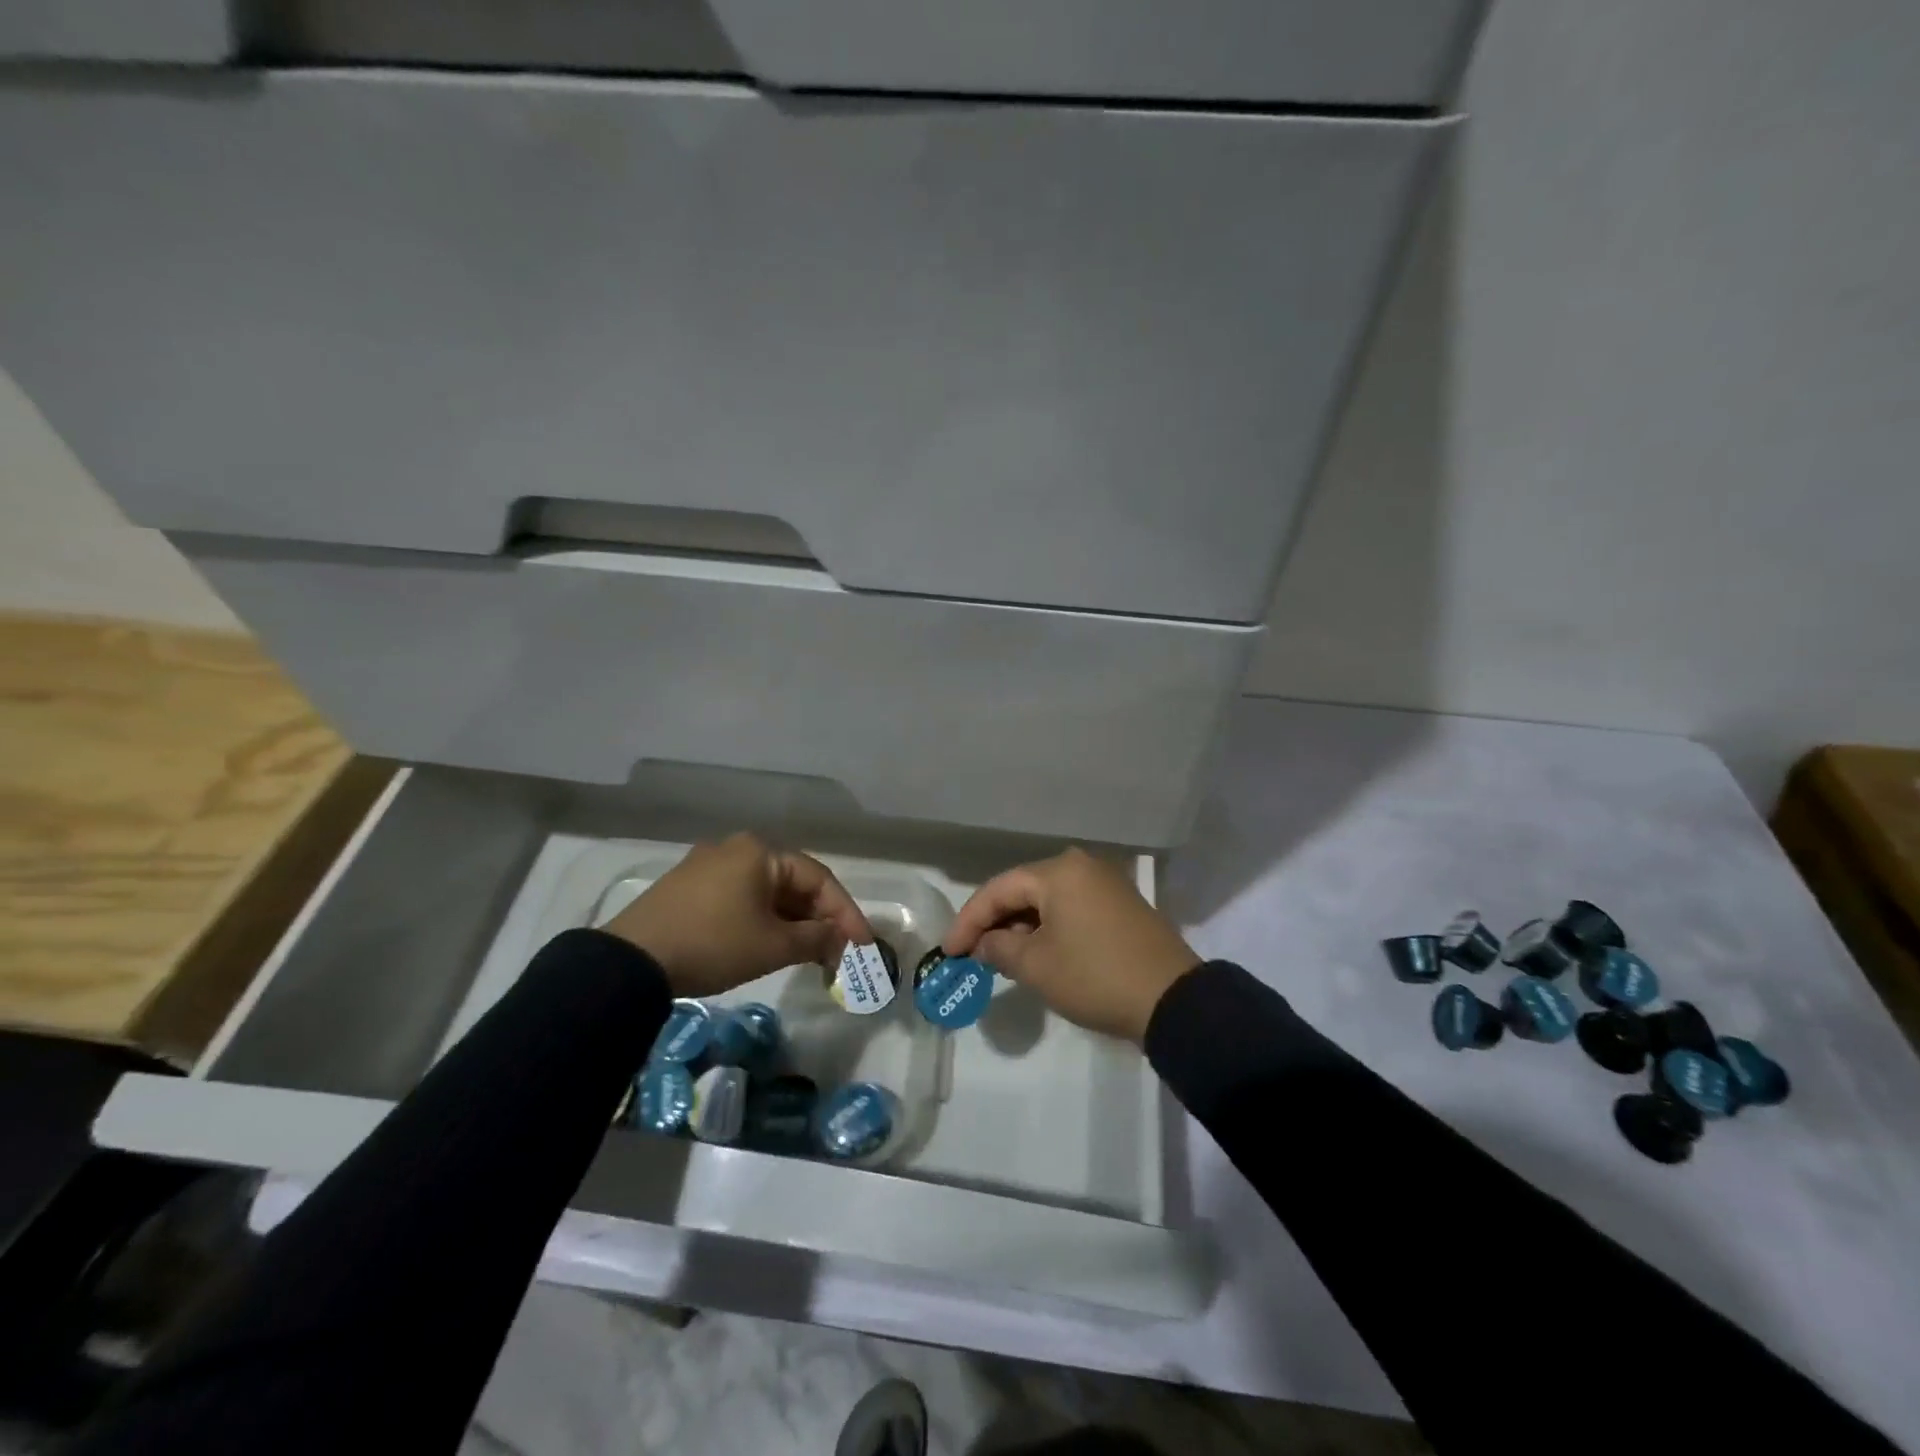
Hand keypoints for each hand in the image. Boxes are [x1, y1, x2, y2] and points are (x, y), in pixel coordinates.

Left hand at [603, 833, 871, 998]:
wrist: (631, 962)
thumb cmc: (714, 944)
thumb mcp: (773, 945)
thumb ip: (817, 939)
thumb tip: (842, 942)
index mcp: (761, 851)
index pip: (819, 879)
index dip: (846, 913)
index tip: (865, 946)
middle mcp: (737, 849)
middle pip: (794, 883)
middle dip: (820, 919)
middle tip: (840, 953)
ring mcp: (709, 866)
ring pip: (768, 892)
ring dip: (794, 922)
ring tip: (811, 953)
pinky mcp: (689, 888)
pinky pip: (743, 898)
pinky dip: (765, 920)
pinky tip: (773, 944)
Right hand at [942, 848, 1199, 1043]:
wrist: (1173, 1000)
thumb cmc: (1095, 977)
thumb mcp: (1037, 966)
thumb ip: (1000, 947)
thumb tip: (984, 943)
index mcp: (1059, 871)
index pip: (999, 889)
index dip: (968, 920)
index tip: (948, 951)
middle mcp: (1081, 866)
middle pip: (1023, 890)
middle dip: (994, 921)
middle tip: (970, 952)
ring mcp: (1105, 884)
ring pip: (1047, 900)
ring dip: (1020, 926)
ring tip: (998, 956)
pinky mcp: (1120, 905)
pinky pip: (1070, 909)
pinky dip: (1047, 928)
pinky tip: (1035, 951)